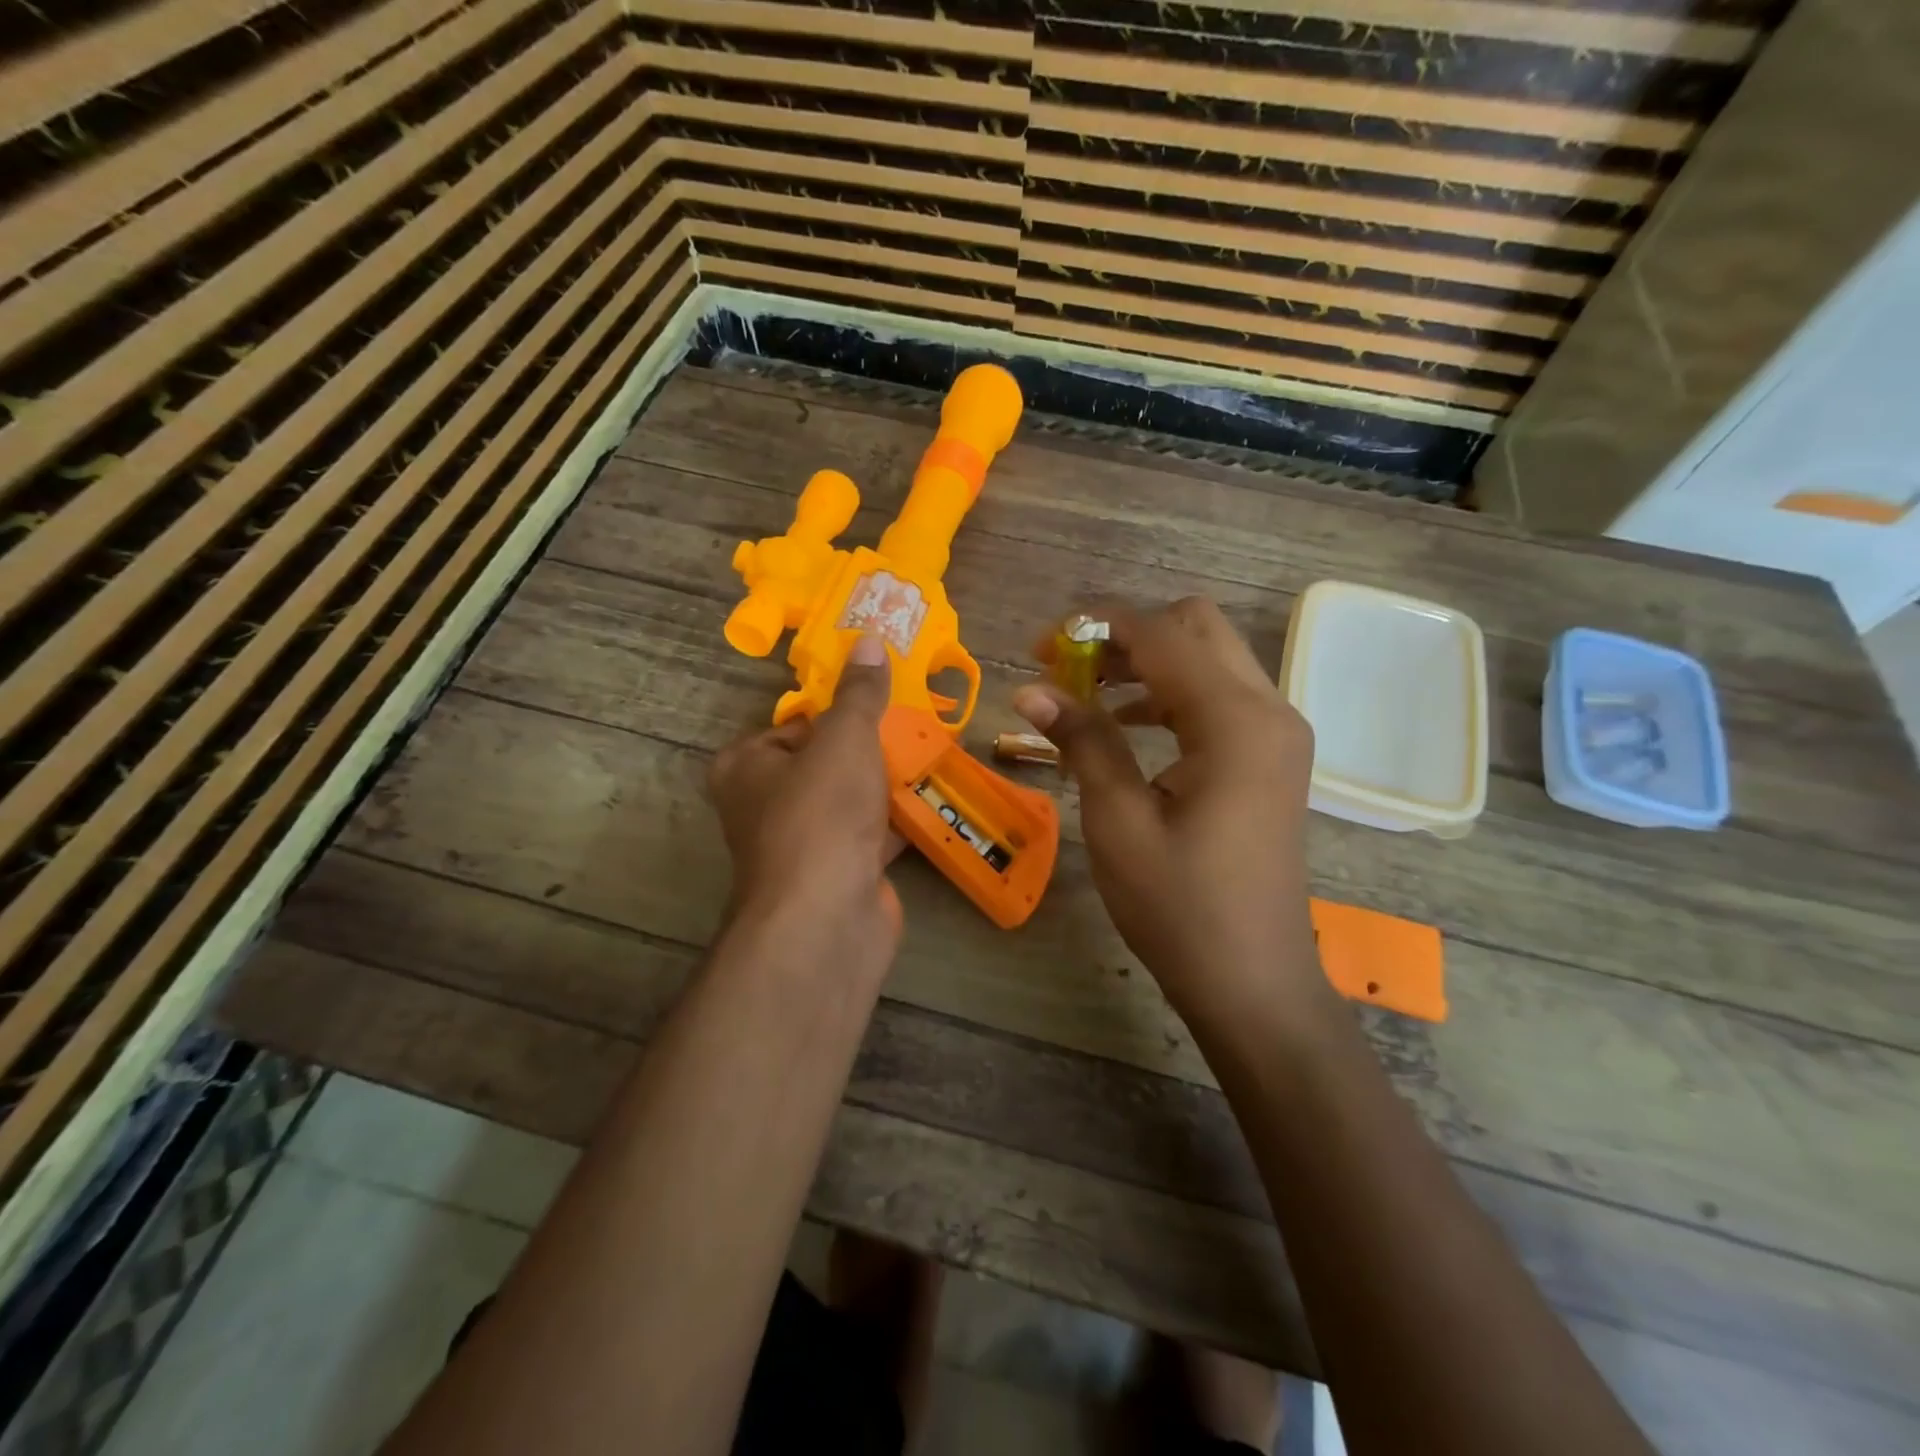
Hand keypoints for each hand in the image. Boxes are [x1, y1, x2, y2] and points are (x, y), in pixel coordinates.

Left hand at [708, 634, 901, 973]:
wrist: (828, 917)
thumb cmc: (821, 813)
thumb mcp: (843, 738)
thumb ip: (859, 693)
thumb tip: (868, 641)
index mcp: (746, 766)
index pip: (795, 724)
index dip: (838, 712)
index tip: (882, 701)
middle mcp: (766, 804)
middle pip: (826, 761)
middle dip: (871, 747)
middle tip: (917, 723)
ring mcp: (803, 844)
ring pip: (851, 799)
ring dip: (888, 783)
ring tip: (932, 753)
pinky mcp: (837, 874)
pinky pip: (871, 835)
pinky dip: (898, 821)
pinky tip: (934, 800)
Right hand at [1013, 598, 1326, 1023]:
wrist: (1253, 982)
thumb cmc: (1180, 907)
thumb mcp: (1118, 822)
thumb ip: (1082, 741)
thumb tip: (1029, 689)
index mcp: (1234, 721)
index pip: (1161, 635)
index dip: (1096, 626)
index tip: (1042, 644)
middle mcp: (1268, 709)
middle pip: (1196, 627)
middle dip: (1127, 634)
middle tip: (1068, 666)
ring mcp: (1277, 732)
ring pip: (1209, 657)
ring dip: (1148, 660)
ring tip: (1086, 691)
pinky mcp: (1271, 756)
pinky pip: (1219, 695)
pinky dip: (1171, 691)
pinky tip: (1127, 723)